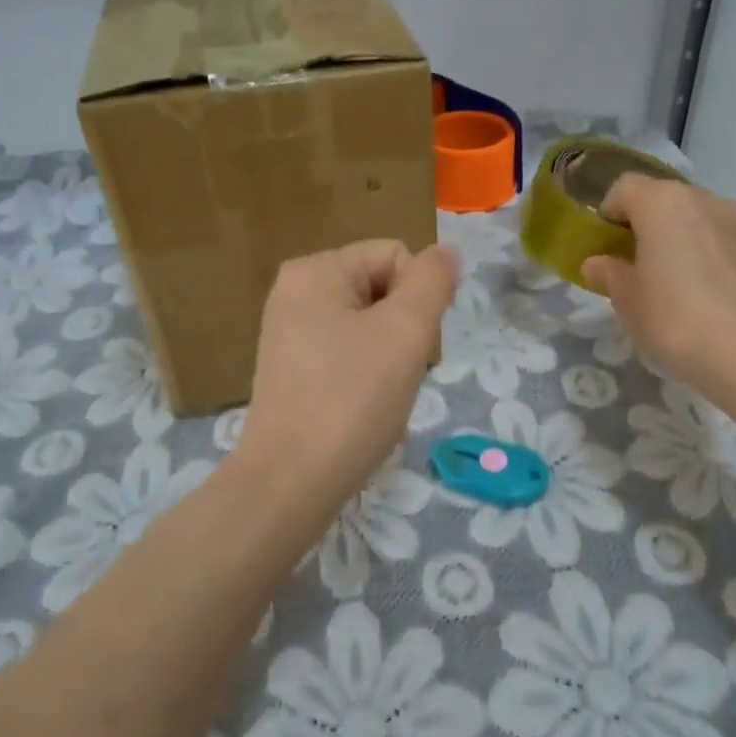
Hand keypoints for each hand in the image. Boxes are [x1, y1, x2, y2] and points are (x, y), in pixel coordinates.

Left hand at [237, 240, 458, 522]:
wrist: (291, 482)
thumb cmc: (352, 399)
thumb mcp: (406, 331)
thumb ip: (433, 282)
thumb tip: (445, 253)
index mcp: (315, 270)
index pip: (396, 256)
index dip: (419, 297)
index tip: (411, 344)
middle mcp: (295, 293)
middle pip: (383, 290)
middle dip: (403, 329)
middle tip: (395, 373)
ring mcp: (290, 333)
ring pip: (371, 327)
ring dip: (390, 357)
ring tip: (379, 394)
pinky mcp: (292, 370)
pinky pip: (348, 355)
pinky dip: (366, 377)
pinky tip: (361, 408)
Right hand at [583, 175, 735, 394]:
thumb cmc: (673, 318)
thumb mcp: (627, 300)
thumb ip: (609, 274)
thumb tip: (597, 263)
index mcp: (661, 202)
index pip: (624, 188)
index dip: (608, 213)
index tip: (604, 247)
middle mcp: (701, 198)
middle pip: (662, 198)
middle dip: (644, 225)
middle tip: (634, 265)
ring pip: (694, 217)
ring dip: (677, 237)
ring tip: (671, 280)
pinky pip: (719, 237)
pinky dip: (704, 252)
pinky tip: (702, 291)